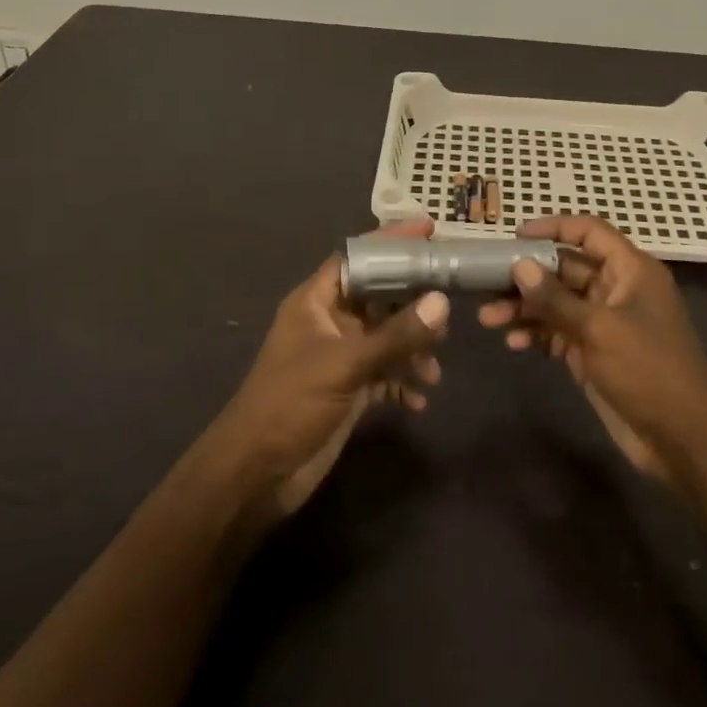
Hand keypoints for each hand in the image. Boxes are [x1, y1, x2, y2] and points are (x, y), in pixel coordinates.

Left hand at [210, 219, 448, 519]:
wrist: (256, 474)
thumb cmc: (291, 403)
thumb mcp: (345, 364)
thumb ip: (396, 335)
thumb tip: (442, 302)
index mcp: (316, 302)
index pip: (357, 257)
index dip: (390, 242)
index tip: (429, 231)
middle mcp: (329, 323)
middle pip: (379, 296)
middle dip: (413, 301)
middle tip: (449, 303)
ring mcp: (339, 357)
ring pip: (386, 337)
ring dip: (413, 348)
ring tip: (434, 367)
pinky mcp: (348, 390)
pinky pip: (385, 374)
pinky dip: (404, 382)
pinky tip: (420, 399)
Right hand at [478, 215, 706, 483]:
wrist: (683, 439)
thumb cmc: (648, 371)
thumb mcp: (599, 329)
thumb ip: (556, 298)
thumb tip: (519, 264)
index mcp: (630, 270)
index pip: (589, 232)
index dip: (553, 228)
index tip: (515, 236)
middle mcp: (616, 289)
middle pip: (565, 269)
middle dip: (527, 276)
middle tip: (486, 283)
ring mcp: (604, 323)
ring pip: (557, 303)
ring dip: (524, 308)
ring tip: (488, 318)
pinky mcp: (594, 353)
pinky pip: (558, 332)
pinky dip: (536, 335)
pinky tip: (513, 343)